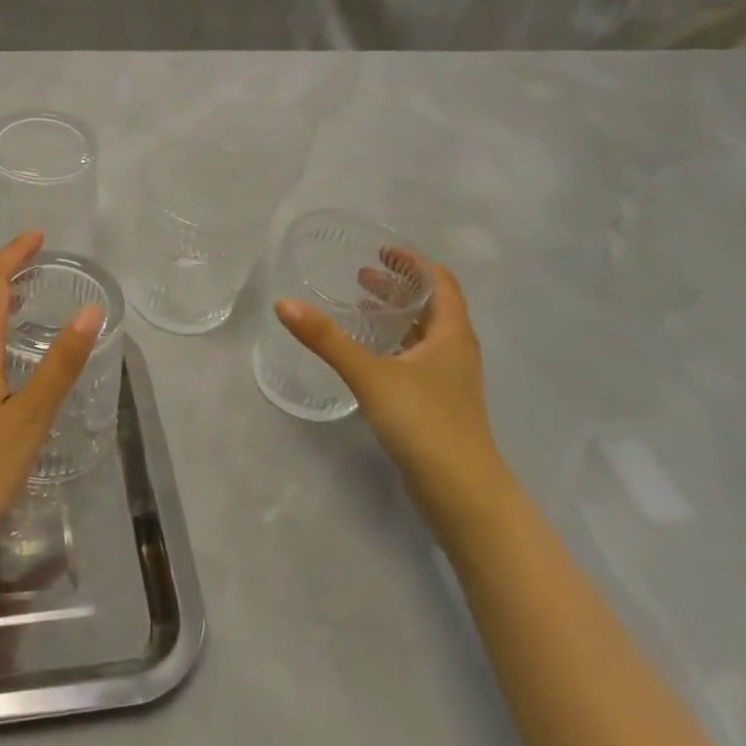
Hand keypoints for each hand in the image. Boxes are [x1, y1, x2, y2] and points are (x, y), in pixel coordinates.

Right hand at [276, 252, 515, 526]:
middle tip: (361, 277)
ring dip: (395, 317)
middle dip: (398, 288)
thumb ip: (327, 340)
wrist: (462, 493)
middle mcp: (455, 351)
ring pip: (423, 335)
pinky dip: (393, 346)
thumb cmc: (424, 422)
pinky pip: (415, 360)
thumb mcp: (371, 375)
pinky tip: (368, 357)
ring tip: (360, 309)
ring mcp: (448, 381)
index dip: (413, 263)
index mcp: (451, 334)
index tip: (381, 251)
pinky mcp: (437, 405)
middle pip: (431, 307)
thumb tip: (284, 304)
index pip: (440, 282)